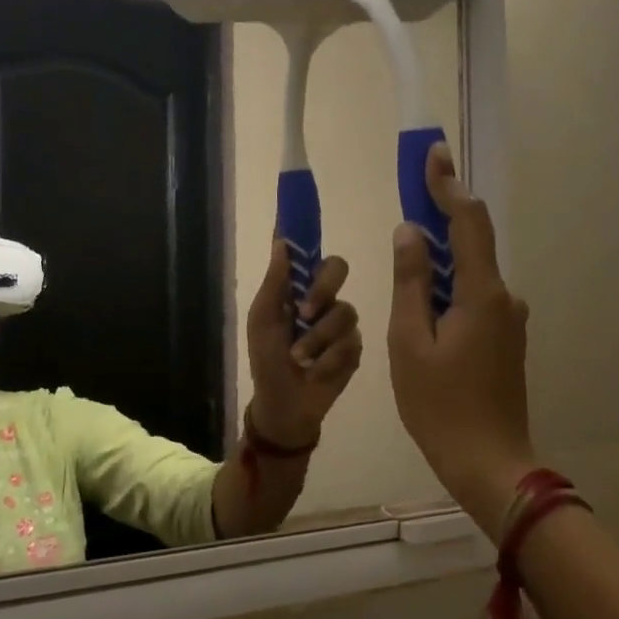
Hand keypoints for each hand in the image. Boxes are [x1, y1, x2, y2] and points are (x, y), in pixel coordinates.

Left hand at [245, 242, 362, 446]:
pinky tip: (317, 372)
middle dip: (322, 290)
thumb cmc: (267, 361)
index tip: (306, 213)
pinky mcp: (355, 349)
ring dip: (318, 340)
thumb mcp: (263, 321)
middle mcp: (324, 300)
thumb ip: (275, 283)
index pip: (309, 255)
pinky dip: (328, 360)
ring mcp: (342, 325)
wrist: (285, 405)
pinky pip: (350, 343)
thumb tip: (281, 241)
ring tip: (301, 360)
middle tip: (305, 312)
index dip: (309, 235)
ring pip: (344, 313)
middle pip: (337, 270)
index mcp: (298, 290)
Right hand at [388, 143, 535, 537]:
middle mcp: (504, 298)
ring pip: (470, 274)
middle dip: (440, 217)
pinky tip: (423, 309)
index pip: (468, 222)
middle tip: (410, 199)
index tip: (433, 154)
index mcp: (482, 294)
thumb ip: (410, 282)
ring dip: (439, 261)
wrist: (490, 463)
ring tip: (404, 267)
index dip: (448, 185)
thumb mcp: (409, 343)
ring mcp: (509, 320)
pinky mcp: (505, 340)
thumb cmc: (440, 406)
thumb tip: (410, 232)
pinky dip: (448, 289)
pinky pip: (473, 298)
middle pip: (471, 243)